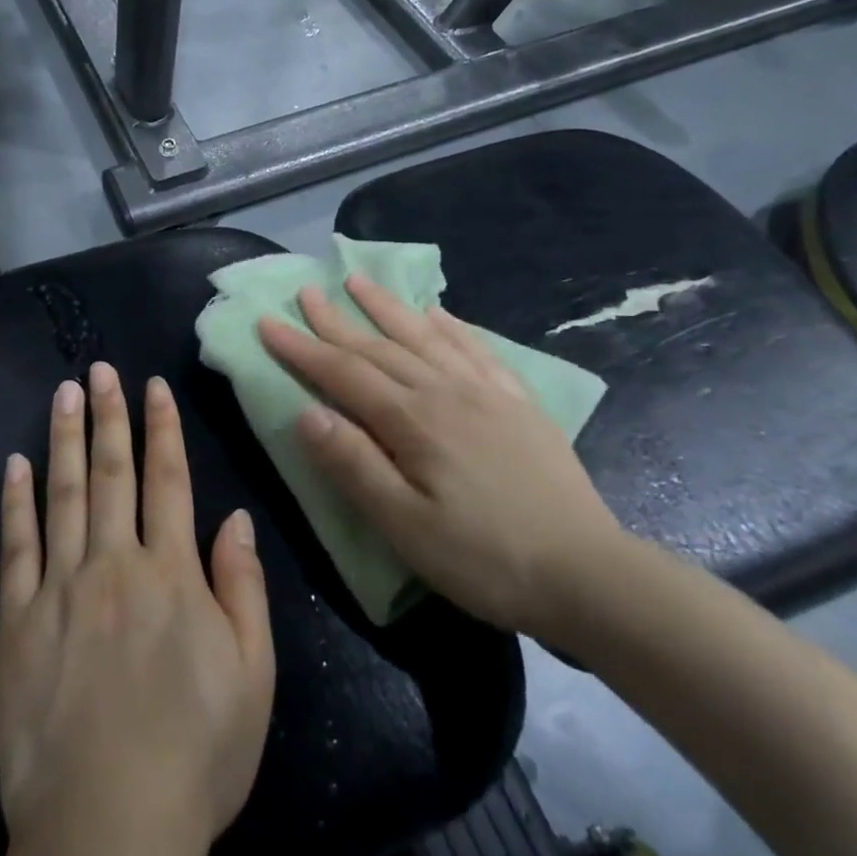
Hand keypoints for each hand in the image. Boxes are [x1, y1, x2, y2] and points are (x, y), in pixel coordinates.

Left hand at [0, 363, 274, 855]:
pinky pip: (15, 547)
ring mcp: (60, 589)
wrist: (108, 832)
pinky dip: (15, 501)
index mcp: (173, 574)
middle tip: (101, 370)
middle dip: (109, 415)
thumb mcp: (253, 677)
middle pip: (112, 473)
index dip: (162, 428)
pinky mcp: (16, 621)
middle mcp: (115, 564)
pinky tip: (15, 464)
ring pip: (63, 493)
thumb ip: (244, 588)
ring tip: (64, 393)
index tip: (152, 386)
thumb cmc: (196, 756)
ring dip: (64, 438)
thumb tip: (234, 518)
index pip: (168, 480)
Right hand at [257, 276, 625, 642]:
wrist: (589, 574)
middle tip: (305, 291)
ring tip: (359, 281)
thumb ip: (353, 465)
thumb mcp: (405, 526)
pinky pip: (477, 349)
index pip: (343, 373)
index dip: (302, 348)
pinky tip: (438, 313)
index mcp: (414, 420)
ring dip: (388, 307)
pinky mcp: (518, 403)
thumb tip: (305, 412)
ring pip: (425, 336)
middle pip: (379, 346)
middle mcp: (446, 391)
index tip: (268, 322)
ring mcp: (487, 392)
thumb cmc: (484, 558)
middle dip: (336, 319)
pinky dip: (451, 325)